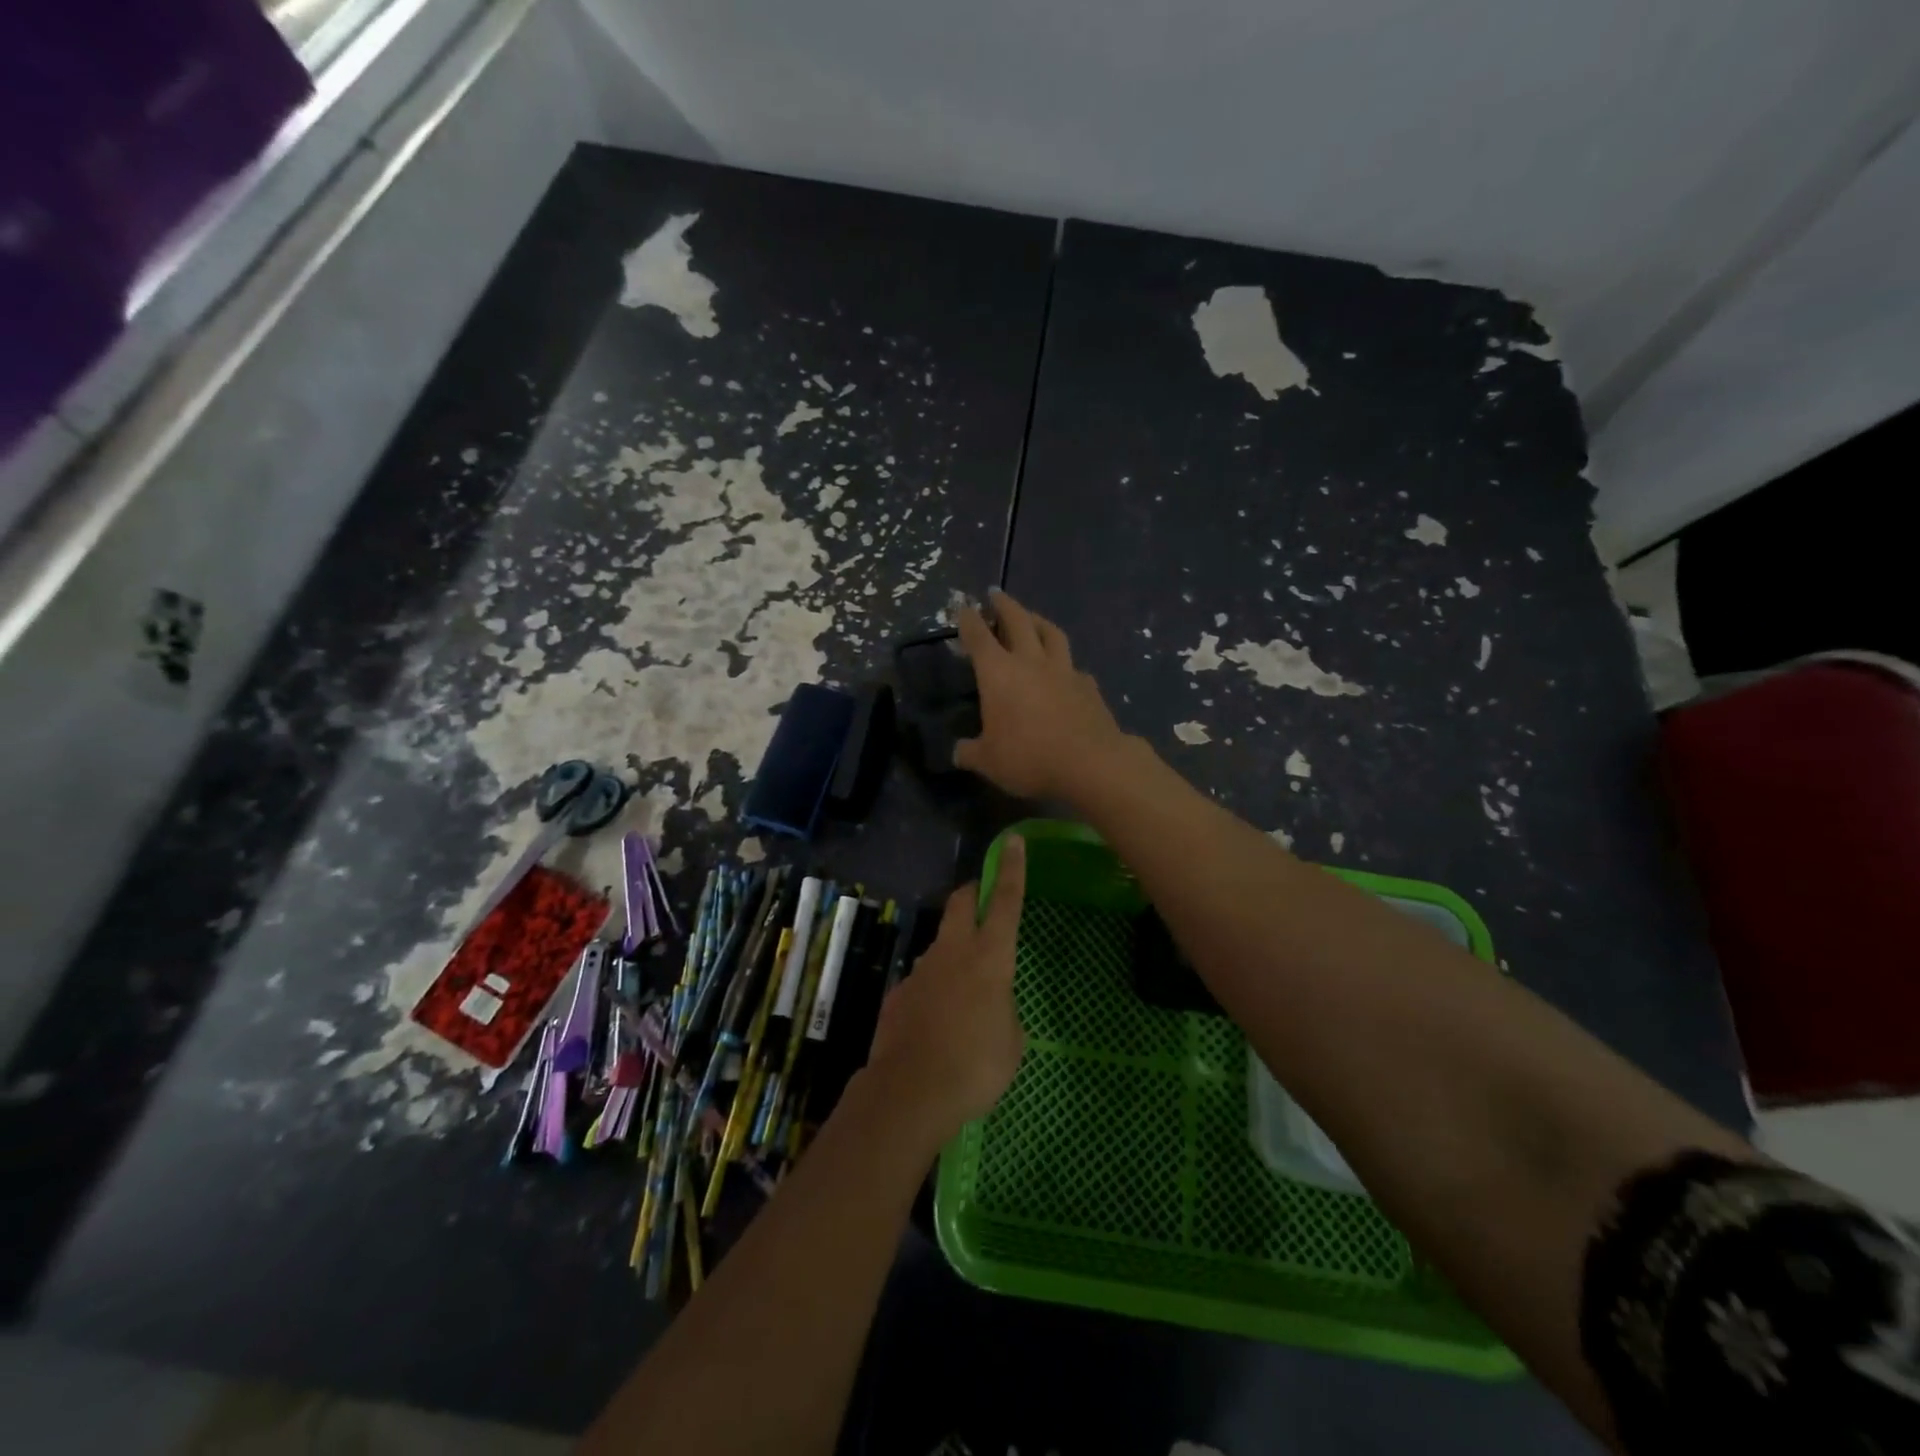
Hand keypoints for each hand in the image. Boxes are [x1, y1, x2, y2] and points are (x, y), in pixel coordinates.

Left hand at [866, 836, 1027, 1139]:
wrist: (910, 1092)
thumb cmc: (976, 1066)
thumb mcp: (1012, 1041)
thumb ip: (1004, 1010)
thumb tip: (991, 1005)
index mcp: (990, 957)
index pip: (1005, 901)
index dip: (1011, 869)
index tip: (1011, 841)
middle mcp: (953, 952)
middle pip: (960, 902)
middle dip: (972, 892)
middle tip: (982, 898)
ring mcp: (921, 970)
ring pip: (940, 943)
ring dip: (954, 950)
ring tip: (965, 990)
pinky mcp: (899, 993)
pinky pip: (923, 980)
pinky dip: (934, 989)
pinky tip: (937, 1023)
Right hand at [954, 588, 1127, 801]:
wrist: (1091, 763)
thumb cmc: (1029, 758)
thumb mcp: (988, 762)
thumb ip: (970, 752)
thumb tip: (958, 751)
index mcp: (999, 673)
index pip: (979, 637)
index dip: (969, 620)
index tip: (964, 606)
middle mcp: (1031, 662)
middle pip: (1018, 621)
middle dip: (1004, 605)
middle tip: (996, 594)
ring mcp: (1064, 671)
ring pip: (1051, 634)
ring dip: (1038, 621)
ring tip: (1032, 618)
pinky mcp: (1089, 686)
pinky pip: (1073, 666)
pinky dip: (1065, 662)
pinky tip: (1065, 670)